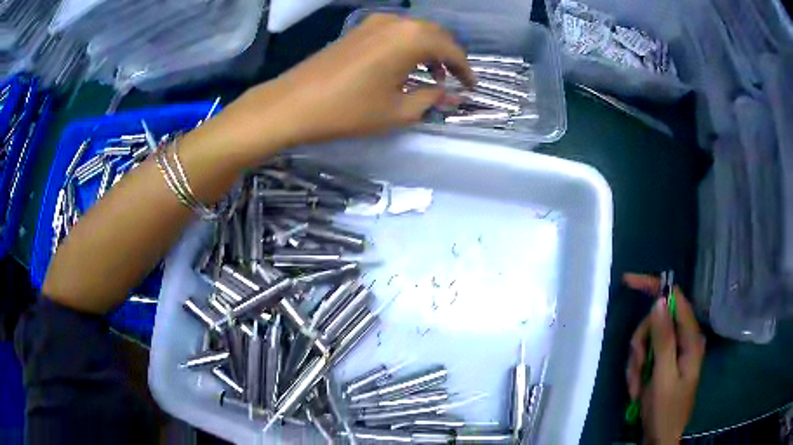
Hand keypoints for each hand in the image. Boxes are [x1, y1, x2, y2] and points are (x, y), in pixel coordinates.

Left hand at [222, 13, 474, 153]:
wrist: (293, 103)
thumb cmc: (348, 110)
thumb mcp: (397, 111)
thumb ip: (429, 99)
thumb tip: (446, 94)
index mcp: (412, 38)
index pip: (451, 49)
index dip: (465, 69)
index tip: (471, 86)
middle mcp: (396, 22)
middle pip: (434, 34)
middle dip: (449, 56)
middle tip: (454, 79)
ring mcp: (374, 23)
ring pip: (414, 31)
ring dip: (428, 50)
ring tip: (432, 74)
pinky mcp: (358, 29)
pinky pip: (394, 33)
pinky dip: (407, 46)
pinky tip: (403, 65)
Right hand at [624, 274, 705, 444]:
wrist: (661, 438)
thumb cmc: (666, 410)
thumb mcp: (663, 377)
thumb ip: (663, 339)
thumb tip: (660, 301)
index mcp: (691, 339)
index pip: (675, 299)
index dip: (654, 287)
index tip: (629, 282)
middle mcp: (685, 339)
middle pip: (657, 321)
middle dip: (642, 342)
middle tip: (636, 367)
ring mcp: (675, 351)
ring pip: (648, 339)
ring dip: (638, 361)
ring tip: (637, 385)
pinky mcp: (665, 362)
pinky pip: (646, 355)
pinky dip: (637, 370)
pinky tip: (638, 388)